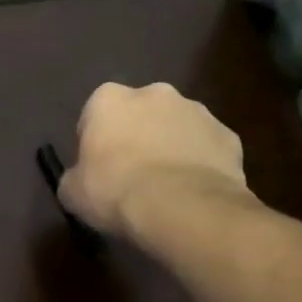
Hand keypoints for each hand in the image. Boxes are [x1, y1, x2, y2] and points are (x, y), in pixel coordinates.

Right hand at [59, 83, 254, 241]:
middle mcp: (154, 93)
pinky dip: (201, 164)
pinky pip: (207, 148)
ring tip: (166, 187)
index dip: (96, 141)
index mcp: (109, 99)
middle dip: (137, 136)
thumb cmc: (115, 191)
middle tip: (132, 175)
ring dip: (170, 147)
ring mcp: (197, 111)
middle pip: (140, 113)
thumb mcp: (72, 192)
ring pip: (177, 127)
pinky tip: (193, 192)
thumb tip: (81, 180)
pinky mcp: (229, 136)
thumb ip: (75, 176)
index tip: (98, 168)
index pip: (95, 114)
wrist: (181, 208)